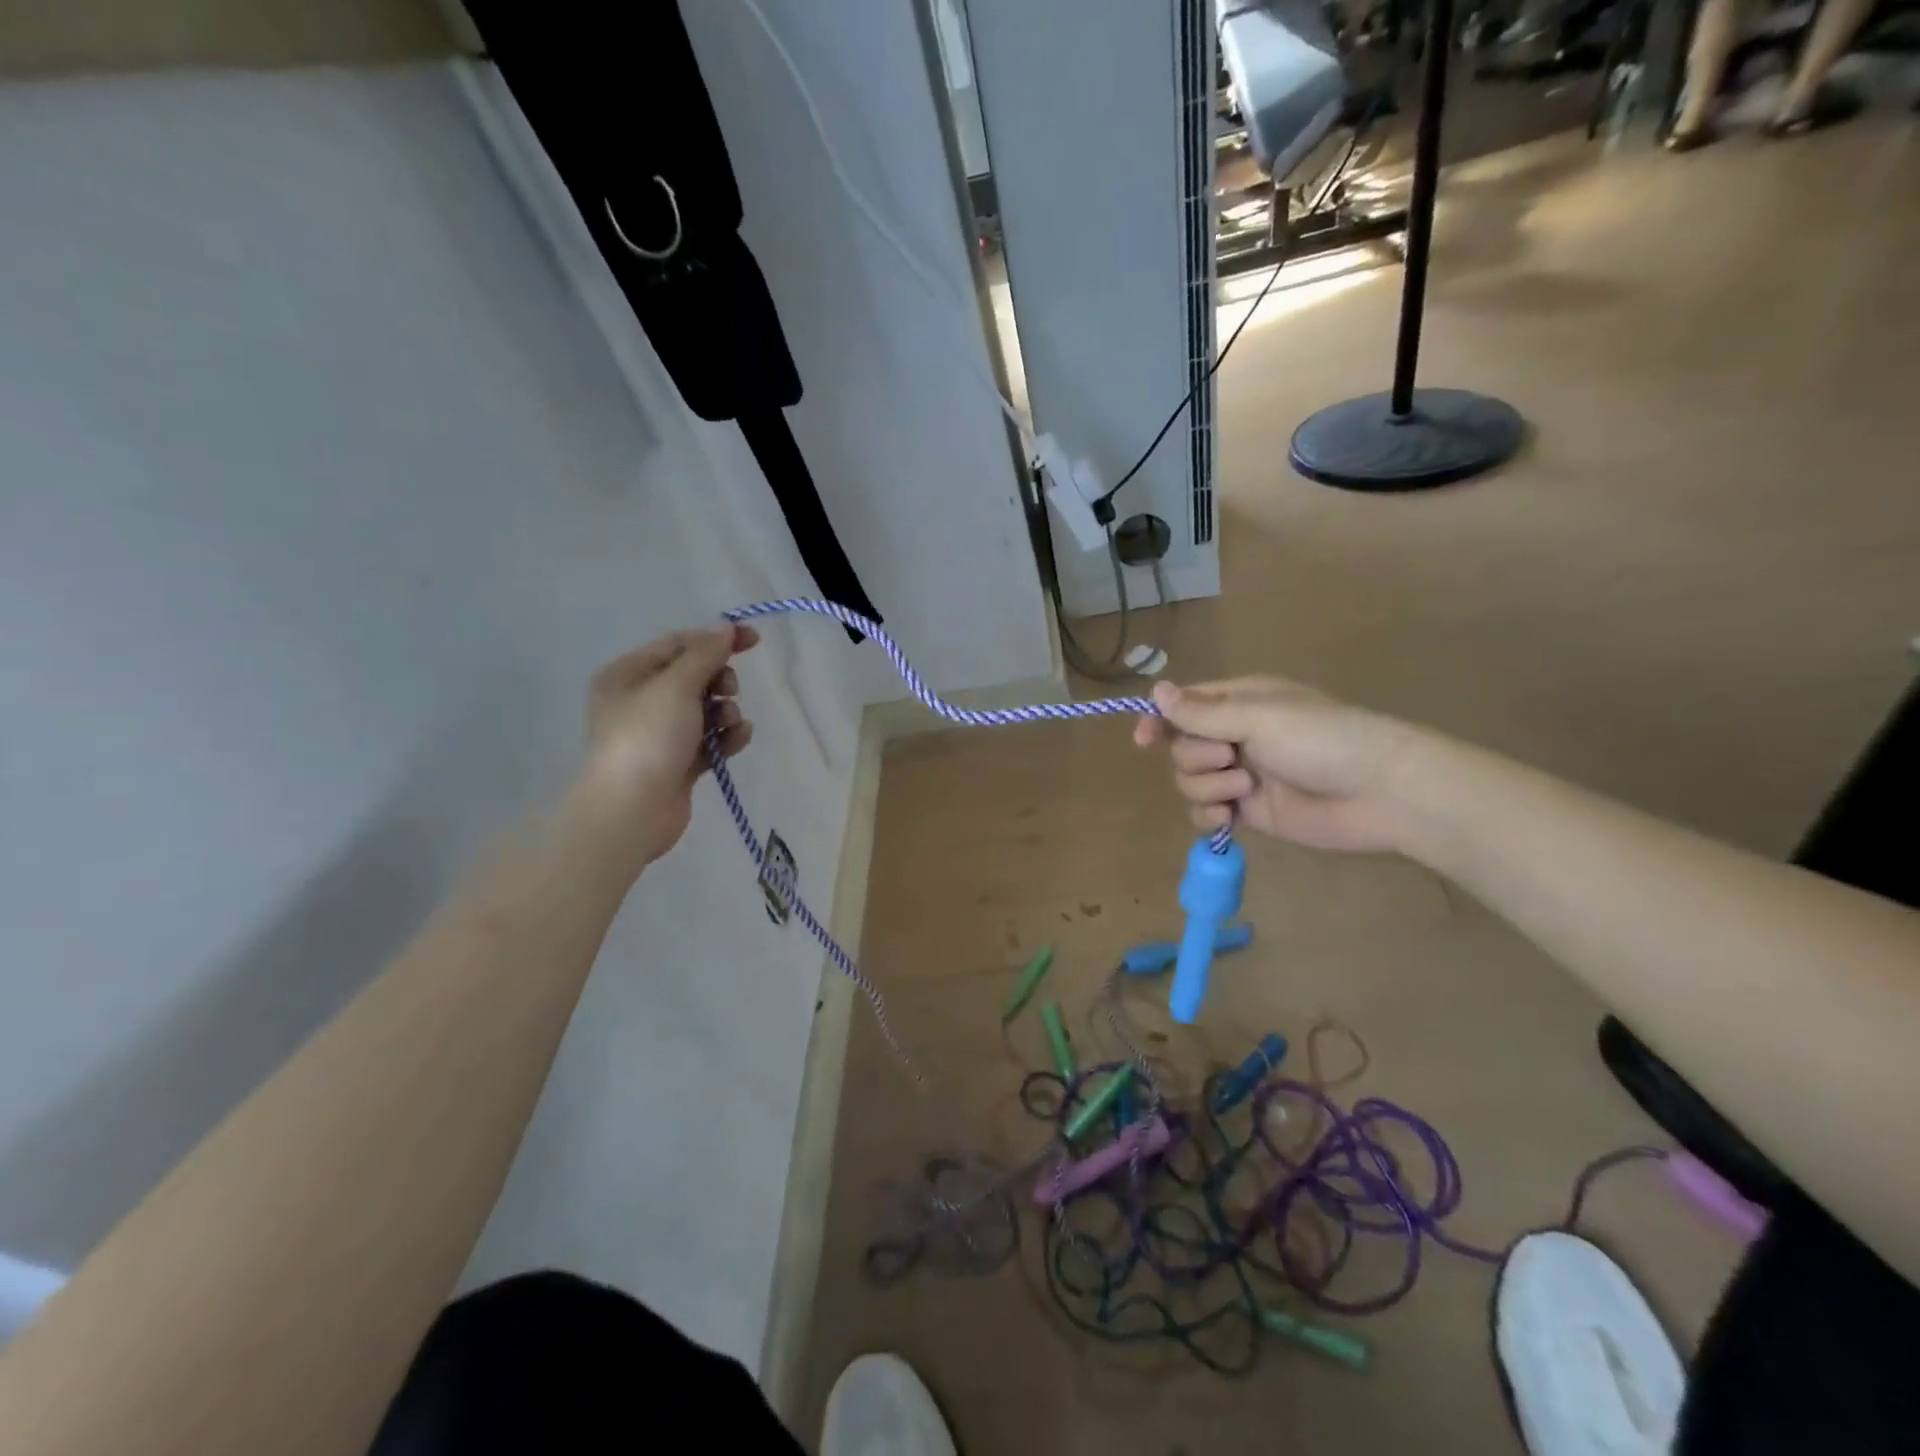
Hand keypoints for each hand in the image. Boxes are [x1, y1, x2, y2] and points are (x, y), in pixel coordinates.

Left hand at [566, 624, 757, 876]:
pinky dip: (727, 737)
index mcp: (628, 675)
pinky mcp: (678, 763)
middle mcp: (641, 701)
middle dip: (720, 680)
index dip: (716, 639)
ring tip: (730, 723)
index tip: (753, 640)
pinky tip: (739, 738)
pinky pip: (710, 740)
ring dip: (726, 711)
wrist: (631, 810)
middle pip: (694, 677)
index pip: (678, 645)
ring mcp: (660, 735)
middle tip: (728, 690)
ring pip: (705, 710)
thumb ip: (704, 654)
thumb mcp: (676, 686)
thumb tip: (725, 628)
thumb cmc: (647, 738)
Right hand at [1132, 676, 1418, 853]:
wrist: (1381, 794)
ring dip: (1208, 786)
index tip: (1143, 740)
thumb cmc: (1323, 740)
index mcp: (1239, 702)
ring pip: (1189, 781)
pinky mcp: (1249, 812)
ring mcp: (1241, 775)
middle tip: (1231, 758)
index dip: (1159, 721)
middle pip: (1181, 747)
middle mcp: (1235, 736)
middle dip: (1197, 756)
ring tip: (1245, 789)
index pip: (1183, 707)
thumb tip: (1155, 691)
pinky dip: (1209, 816)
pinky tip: (1228, 818)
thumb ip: (1202, 712)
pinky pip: (1206, 813)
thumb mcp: (1259, 716)